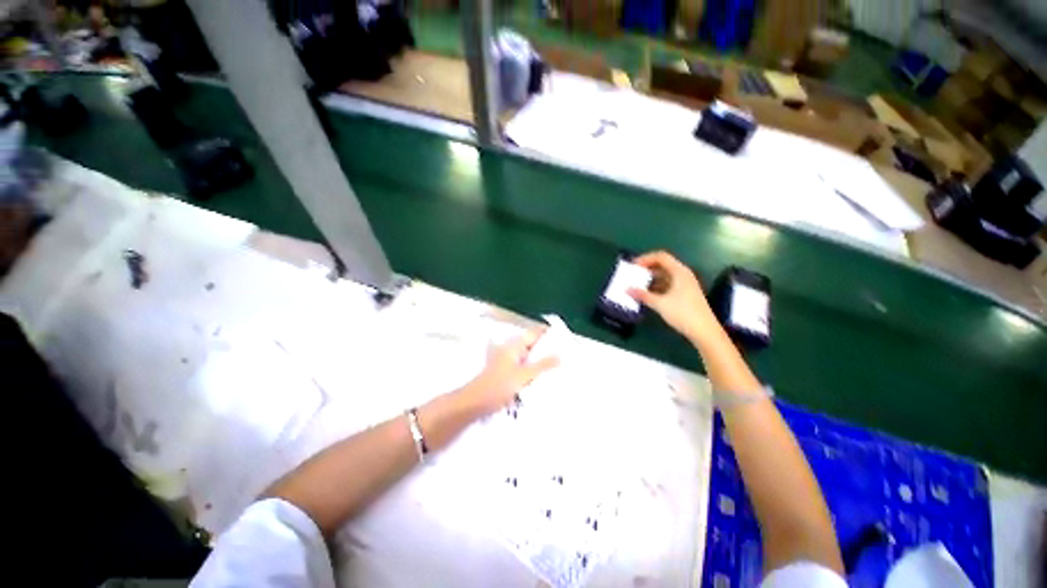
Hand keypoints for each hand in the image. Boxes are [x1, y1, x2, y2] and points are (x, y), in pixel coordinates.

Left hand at [458, 328, 559, 415]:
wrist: (474, 403)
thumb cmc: (499, 386)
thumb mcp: (524, 375)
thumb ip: (542, 365)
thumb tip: (560, 355)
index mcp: (514, 345)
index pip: (534, 333)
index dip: (548, 334)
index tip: (565, 340)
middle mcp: (510, 349)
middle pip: (532, 345)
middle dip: (547, 350)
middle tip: (565, 355)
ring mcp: (507, 361)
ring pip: (528, 357)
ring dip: (540, 362)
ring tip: (558, 367)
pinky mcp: (506, 373)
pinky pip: (523, 368)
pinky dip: (532, 371)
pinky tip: (542, 379)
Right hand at [628, 250, 723, 344]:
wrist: (704, 331)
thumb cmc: (683, 313)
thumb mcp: (660, 304)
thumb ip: (643, 295)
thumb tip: (627, 289)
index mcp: (679, 272)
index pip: (661, 257)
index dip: (645, 258)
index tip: (633, 266)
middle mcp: (683, 275)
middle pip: (662, 265)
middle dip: (647, 268)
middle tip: (633, 275)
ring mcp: (685, 285)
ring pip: (665, 276)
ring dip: (650, 278)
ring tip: (637, 285)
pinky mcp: (685, 294)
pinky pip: (667, 284)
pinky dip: (656, 286)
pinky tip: (647, 295)